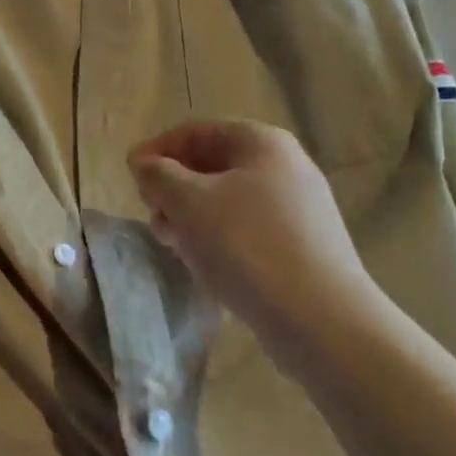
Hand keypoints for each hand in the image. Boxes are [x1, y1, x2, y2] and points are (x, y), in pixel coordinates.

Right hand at [128, 120, 385, 365]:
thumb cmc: (248, 246)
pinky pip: (248, 230)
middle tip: (152, 215)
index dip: (158, 150)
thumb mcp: (188, 202)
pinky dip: (219, 239)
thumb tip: (144, 163)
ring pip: (228, 201)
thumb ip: (158, 175)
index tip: (131, 177)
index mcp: (262, 142)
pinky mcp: (303, 248)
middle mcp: (285, 166)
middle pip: (212, 165)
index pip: (196, 131)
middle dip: (174, 188)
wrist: (324, 325)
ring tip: (172, 244)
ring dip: (192, 216)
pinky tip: (204, 265)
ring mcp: (299, 209)